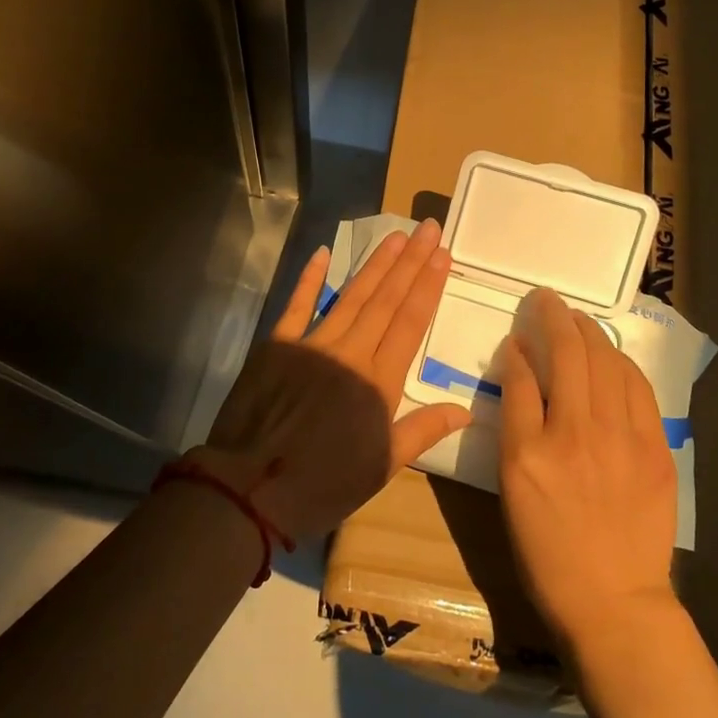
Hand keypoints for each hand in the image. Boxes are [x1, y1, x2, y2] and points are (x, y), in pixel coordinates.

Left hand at [196, 219, 472, 540]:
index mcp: (379, 383)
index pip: (410, 323)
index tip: (442, 255)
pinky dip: (310, 278)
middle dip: (410, 262)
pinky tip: (324, 253)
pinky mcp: (278, 345)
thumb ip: (422, 430)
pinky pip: (298, 305)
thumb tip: (466, 408)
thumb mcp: (381, 466)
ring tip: (396, 236)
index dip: (428, 286)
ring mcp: (313, 344)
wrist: (251, 488)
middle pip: (386, 300)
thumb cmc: (323, 484)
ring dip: (376, 265)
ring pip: (352, 296)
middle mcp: (350, 353)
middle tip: (427, 229)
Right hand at [497, 287, 677, 649]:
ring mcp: (621, 440)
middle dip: (554, 317)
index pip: (520, 377)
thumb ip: (515, 423)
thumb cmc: (548, 550)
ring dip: (589, 331)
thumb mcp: (512, 489)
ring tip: (577, 317)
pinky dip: (621, 363)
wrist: (613, 601)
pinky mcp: (656, 450)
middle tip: (546, 299)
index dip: (517, 348)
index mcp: (529, 452)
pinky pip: (638, 389)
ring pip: (605, 363)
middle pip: (567, 355)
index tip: (517, 334)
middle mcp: (575, 435)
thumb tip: (521, 369)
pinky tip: (611, 354)